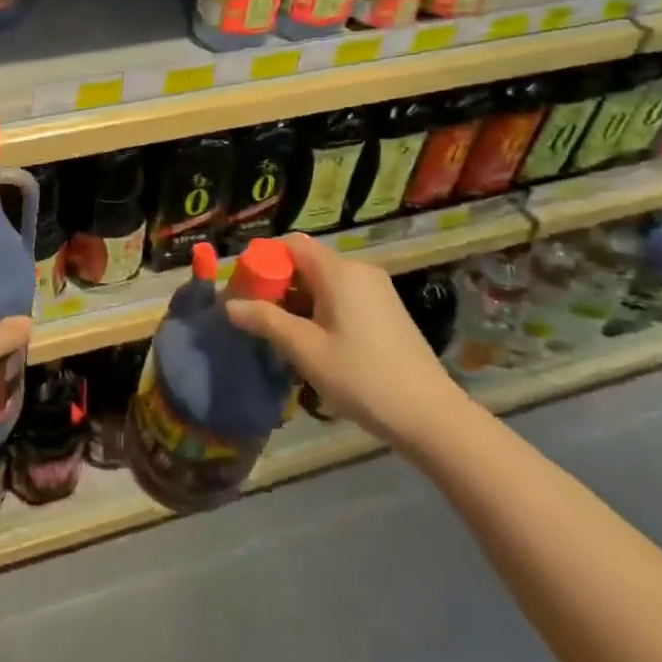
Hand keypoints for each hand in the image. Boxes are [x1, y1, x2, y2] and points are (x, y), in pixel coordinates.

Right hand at [225, 233, 471, 452]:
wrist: (432, 418)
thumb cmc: (362, 378)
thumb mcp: (305, 350)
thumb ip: (265, 321)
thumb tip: (229, 304)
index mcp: (338, 271)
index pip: (290, 243)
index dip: (263, 260)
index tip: (245, 289)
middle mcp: (359, 270)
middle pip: (306, 262)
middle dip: (278, 284)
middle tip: (259, 317)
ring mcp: (377, 290)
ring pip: (324, 281)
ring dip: (299, 301)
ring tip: (284, 335)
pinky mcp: (388, 310)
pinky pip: (343, 296)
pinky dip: (321, 309)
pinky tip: (316, 343)